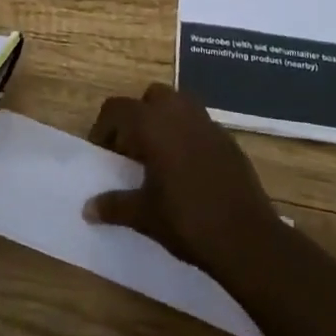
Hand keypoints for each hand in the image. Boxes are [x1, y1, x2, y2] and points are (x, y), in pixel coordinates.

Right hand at [83, 82, 283, 280]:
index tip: (101, 152)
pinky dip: (187, 135)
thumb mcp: (144, 216)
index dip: (104, 127)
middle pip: (151, 97)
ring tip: (157, 157)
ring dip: (164, 121)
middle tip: (130, 149)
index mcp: (153, 124)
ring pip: (179, 105)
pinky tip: (186, 169)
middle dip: (137, 116)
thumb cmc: (187, 221)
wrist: (247, 239)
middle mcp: (180, 113)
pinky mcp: (228, 140)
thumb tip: (87, 209)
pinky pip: (199, 125)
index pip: (118, 108)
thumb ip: (114, 206)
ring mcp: (208, 124)